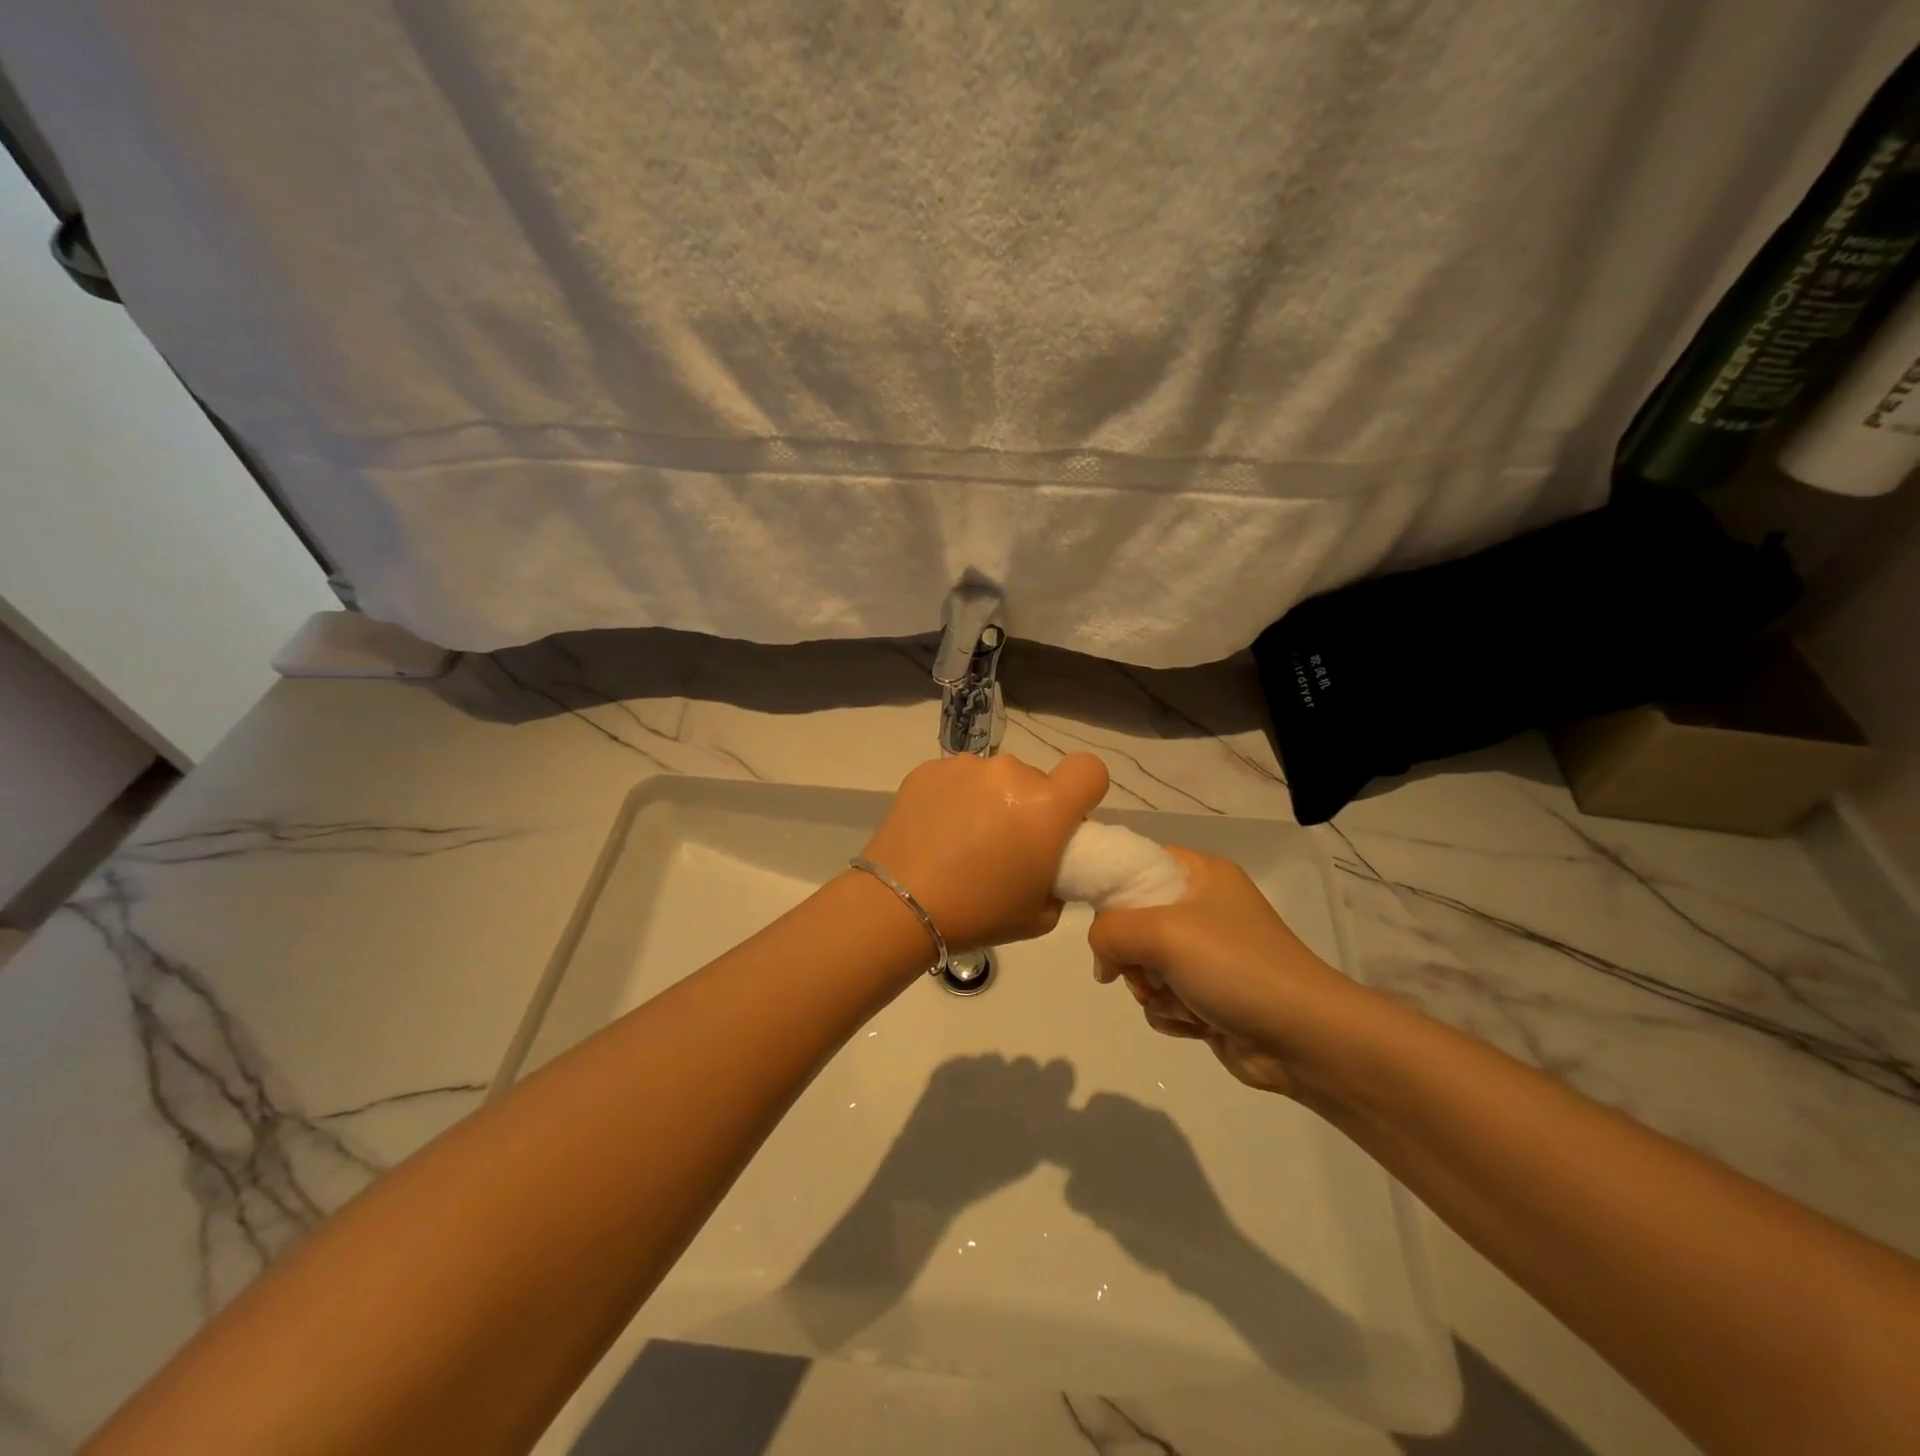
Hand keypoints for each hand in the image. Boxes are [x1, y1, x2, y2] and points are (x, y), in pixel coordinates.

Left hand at [860, 751, 1109, 949]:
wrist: (899, 905)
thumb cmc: (978, 914)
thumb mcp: (1041, 913)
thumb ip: (1058, 876)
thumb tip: (1046, 859)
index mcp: (1046, 805)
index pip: (1089, 770)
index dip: (1084, 791)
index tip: (1066, 819)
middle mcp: (1009, 773)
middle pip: (1035, 779)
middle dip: (1028, 805)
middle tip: (1004, 845)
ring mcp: (965, 767)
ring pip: (993, 778)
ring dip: (988, 800)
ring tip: (962, 840)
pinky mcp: (928, 769)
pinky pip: (956, 779)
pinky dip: (953, 799)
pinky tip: (935, 831)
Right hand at [1086, 847, 1362, 1098]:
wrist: (1305, 1040)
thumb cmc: (1235, 967)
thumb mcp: (1162, 933)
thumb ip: (1109, 931)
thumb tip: (1102, 960)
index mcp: (1201, 874)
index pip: (1136, 862)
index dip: (1111, 887)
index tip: (1101, 919)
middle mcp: (1203, 908)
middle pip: (1132, 920)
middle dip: (1132, 955)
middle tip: (1144, 971)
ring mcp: (1207, 954)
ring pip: (1143, 965)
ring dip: (1151, 990)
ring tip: (1180, 1002)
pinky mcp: (1209, 995)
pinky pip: (1163, 997)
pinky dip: (1171, 1013)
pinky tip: (1196, 1023)